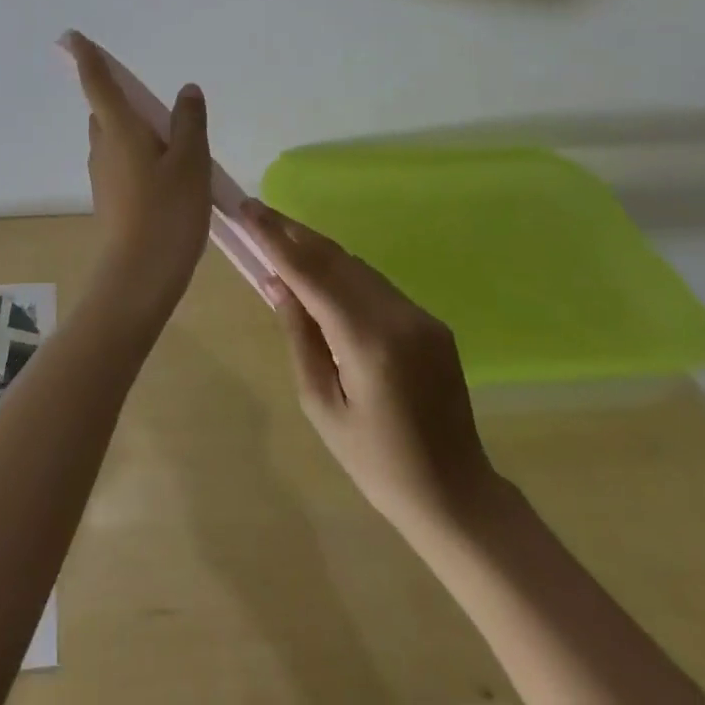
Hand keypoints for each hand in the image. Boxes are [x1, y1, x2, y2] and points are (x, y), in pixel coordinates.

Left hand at [65, 33, 210, 315]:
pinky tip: (168, 176)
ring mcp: (103, 175)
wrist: (138, 279)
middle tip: (161, 108)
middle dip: (124, 100)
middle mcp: (103, 147)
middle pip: (107, 111)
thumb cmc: (167, 213)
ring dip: (136, 131)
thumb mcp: (191, 163)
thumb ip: (189, 123)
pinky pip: (122, 162)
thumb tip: (186, 90)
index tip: (73, 37)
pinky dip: (140, 156)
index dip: (86, 58)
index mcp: (119, 130)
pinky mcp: (109, 198)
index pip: (97, 84)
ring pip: (115, 138)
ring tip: (177, 145)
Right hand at [234, 200, 497, 532]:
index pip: (311, 274)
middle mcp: (397, 316)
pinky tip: (321, 273)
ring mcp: (419, 316)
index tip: (248, 210)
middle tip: (257, 211)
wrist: (456, 495)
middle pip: (335, 258)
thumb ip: (299, 336)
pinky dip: (343, 272)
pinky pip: (376, 285)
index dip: (275, 239)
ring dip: (317, 249)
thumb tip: (277, 283)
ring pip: (356, 267)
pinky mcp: (430, 322)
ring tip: (280, 236)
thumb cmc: (376, 463)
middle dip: (293, 232)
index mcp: (367, 341)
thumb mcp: (322, 406)